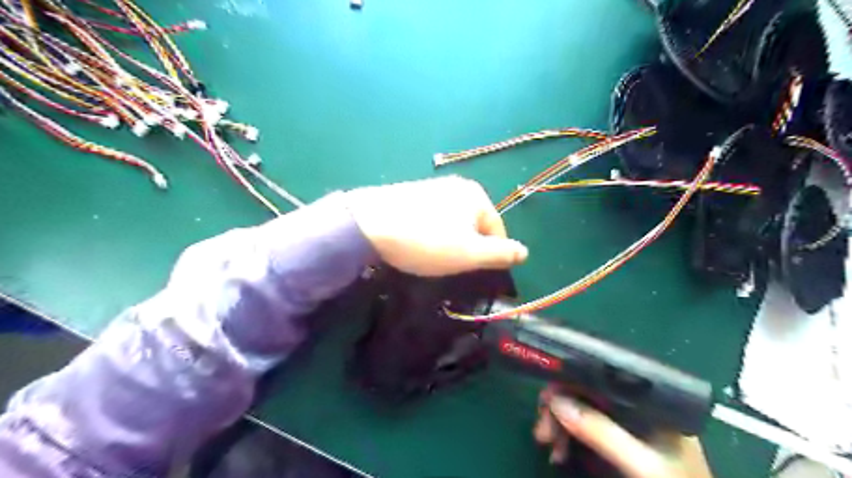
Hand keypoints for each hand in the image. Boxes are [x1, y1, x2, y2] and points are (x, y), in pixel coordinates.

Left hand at [344, 175, 526, 275]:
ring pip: (452, 221)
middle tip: (450, 265)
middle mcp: (457, 186)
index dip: (490, 254)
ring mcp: (431, 187)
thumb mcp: (469, 254)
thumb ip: (500, 254)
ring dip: (448, 240)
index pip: (497, 229)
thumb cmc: (427, 241)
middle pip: (473, 224)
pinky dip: (429, 231)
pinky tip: (415, 242)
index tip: (473, 271)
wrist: (369, 224)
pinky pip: (431, 217)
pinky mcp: (410, 193)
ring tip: (430, 255)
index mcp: (476, 196)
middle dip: (467, 246)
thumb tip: (525, 252)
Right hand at [539, 392, 714, 477]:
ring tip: (548, 445)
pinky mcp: (615, 439)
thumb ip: (601, 432)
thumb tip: (556, 401)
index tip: (546, 401)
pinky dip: (566, 436)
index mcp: (647, 398)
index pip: (599, 377)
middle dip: (558, 408)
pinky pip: (582, 427)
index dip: (569, 383)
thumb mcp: (641, 464)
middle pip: (584, 392)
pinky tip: (559, 452)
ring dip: (557, 423)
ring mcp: (624, 422)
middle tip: (542, 432)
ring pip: (579, 408)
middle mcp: (633, 404)